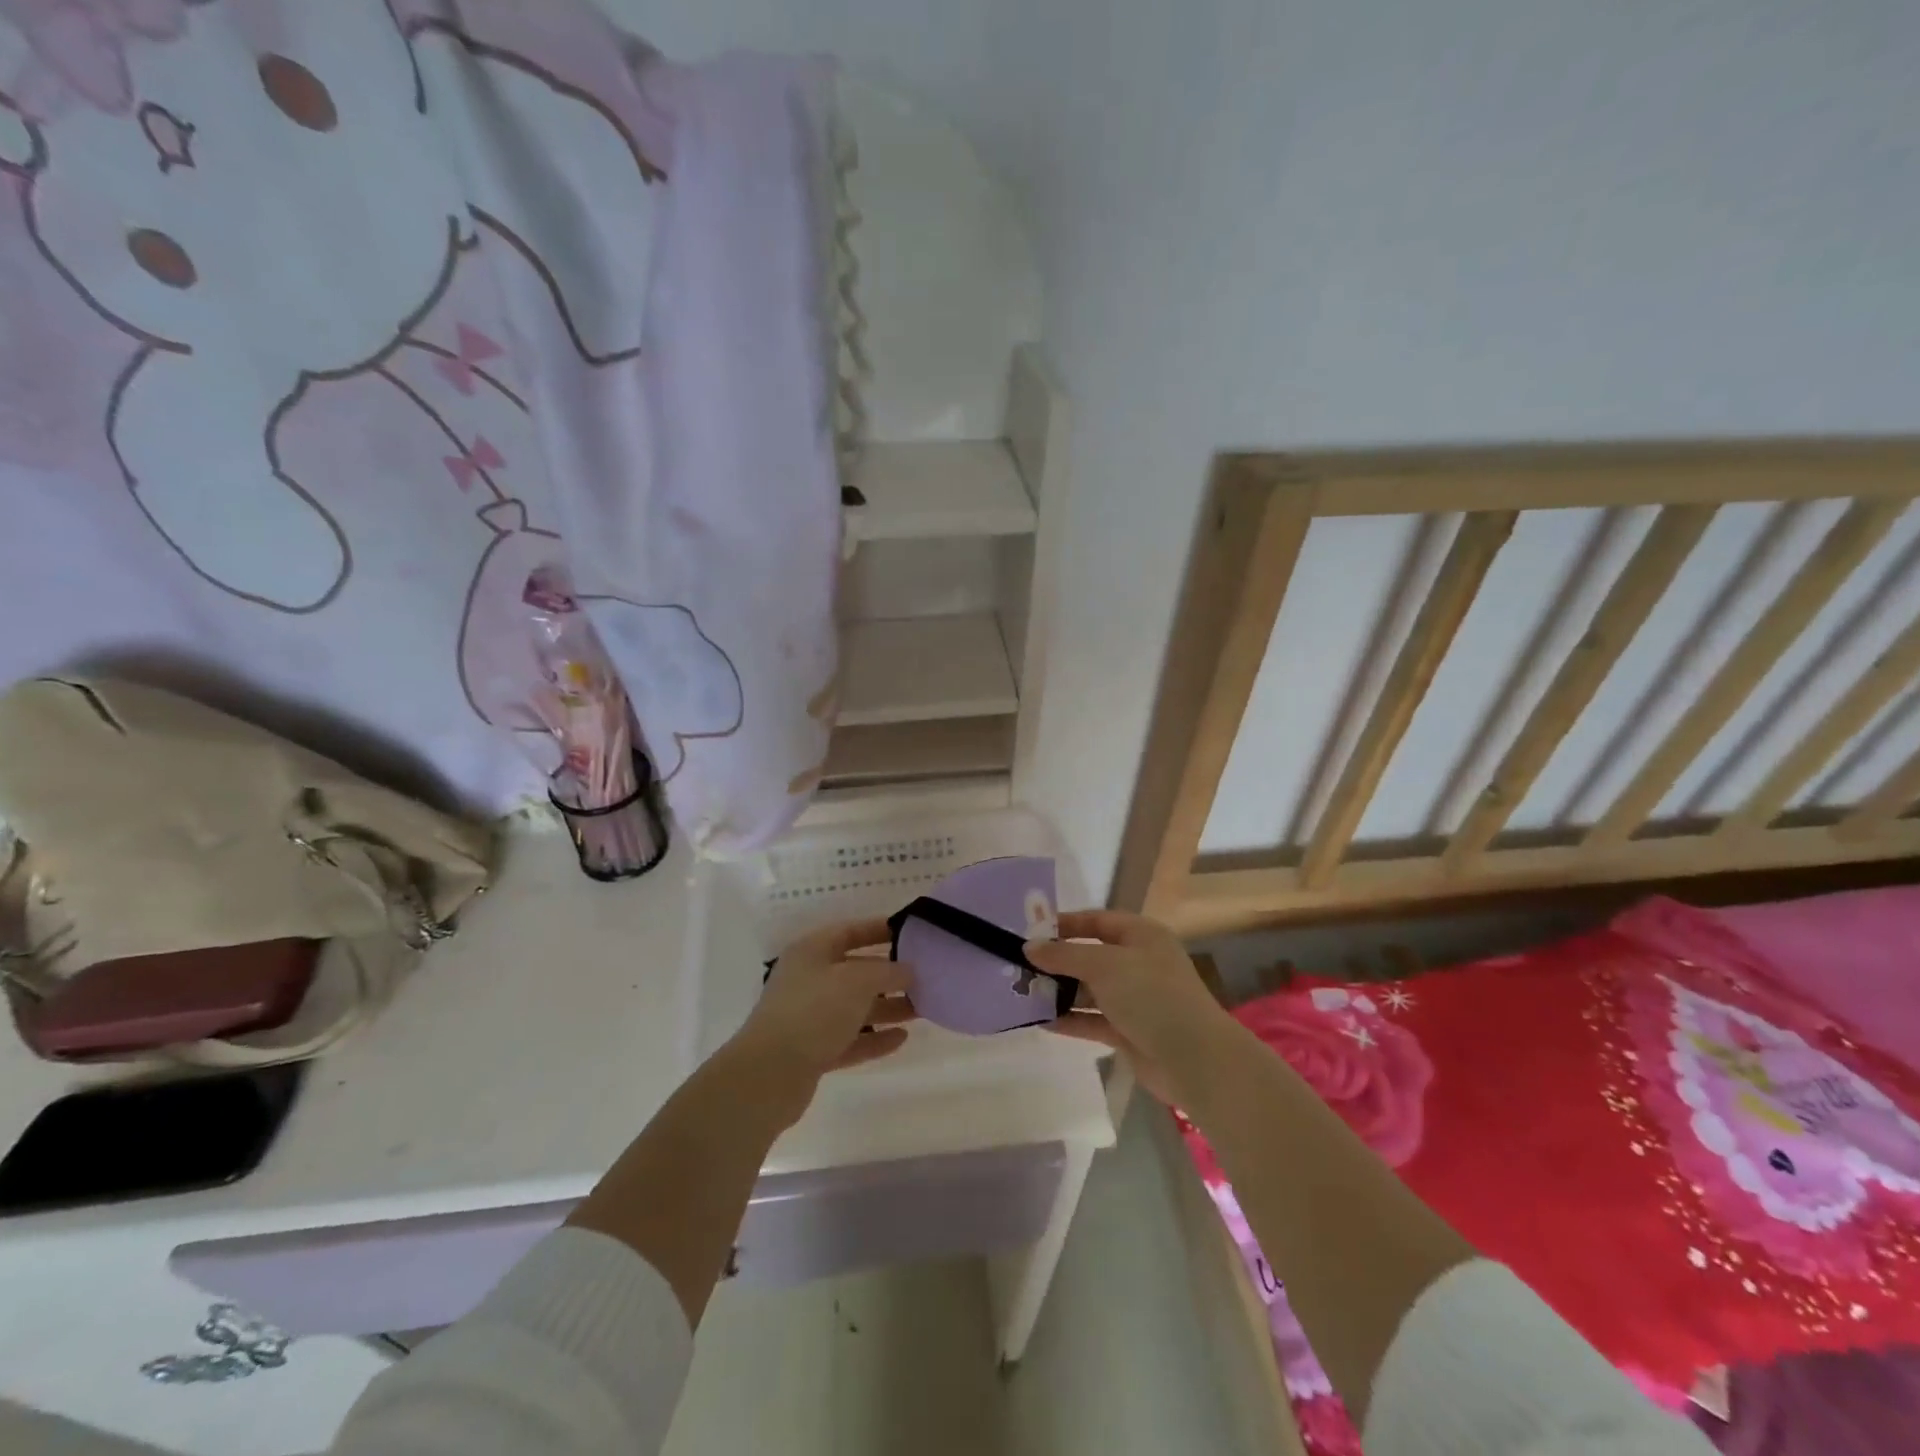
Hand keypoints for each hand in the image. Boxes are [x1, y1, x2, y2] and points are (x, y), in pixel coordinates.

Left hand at [731, 918, 915, 1102]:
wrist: (769, 1075)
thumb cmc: (814, 1011)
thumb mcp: (857, 981)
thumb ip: (887, 971)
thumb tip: (908, 970)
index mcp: (812, 952)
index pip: (850, 931)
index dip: (879, 930)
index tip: (912, 934)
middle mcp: (809, 980)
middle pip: (855, 971)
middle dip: (890, 975)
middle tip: (924, 978)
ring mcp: (809, 1017)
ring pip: (855, 1007)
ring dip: (887, 1007)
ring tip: (922, 1009)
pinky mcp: (812, 1052)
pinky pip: (851, 1039)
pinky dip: (874, 1038)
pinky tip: (902, 1038)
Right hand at [1025, 909, 1236, 1103]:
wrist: (1194, 1059)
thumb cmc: (1152, 996)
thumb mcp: (1104, 966)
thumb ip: (1064, 955)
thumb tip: (1029, 947)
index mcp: (1141, 935)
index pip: (1097, 921)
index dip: (1065, 924)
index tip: (1031, 932)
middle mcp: (1138, 963)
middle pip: (1090, 956)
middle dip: (1057, 961)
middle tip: (1019, 965)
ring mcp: (1134, 999)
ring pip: (1089, 990)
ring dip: (1060, 992)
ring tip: (1023, 992)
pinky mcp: (1128, 1031)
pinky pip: (1092, 1019)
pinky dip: (1069, 1019)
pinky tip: (1041, 1021)